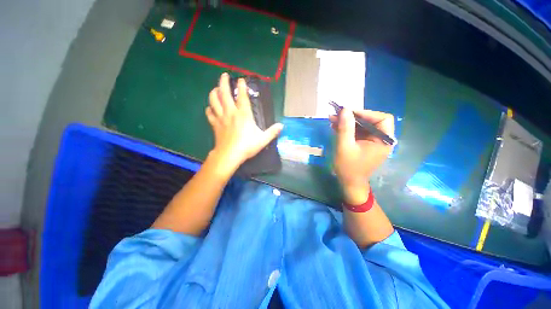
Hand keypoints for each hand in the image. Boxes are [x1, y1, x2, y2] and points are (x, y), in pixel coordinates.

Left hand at [206, 73, 283, 172]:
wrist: (230, 155)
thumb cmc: (247, 146)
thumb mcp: (263, 140)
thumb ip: (272, 132)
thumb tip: (281, 126)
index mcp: (244, 115)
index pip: (242, 96)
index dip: (242, 86)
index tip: (241, 79)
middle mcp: (231, 113)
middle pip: (224, 93)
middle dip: (223, 82)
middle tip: (224, 75)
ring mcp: (221, 118)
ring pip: (214, 101)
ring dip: (214, 92)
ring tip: (216, 89)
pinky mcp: (215, 125)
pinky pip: (210, 114)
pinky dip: (209, 109)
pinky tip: (211, 108)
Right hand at [329, 109, 394, 203]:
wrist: (349, 183)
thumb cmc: (348, 167)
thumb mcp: (345, 147)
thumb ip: (345, 128)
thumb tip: (344, 109)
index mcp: (384, 141)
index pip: (383, 119)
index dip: (366, 113)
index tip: (349, 113)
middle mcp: (381, 139)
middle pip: (371, 121)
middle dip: (353, 117)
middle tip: (338, 114)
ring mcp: (373, 142)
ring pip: (362, 125)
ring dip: (348, 122)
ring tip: (332, 119)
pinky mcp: (365, 144)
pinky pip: (358, 132)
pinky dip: (347, 128)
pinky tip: (335, 126)